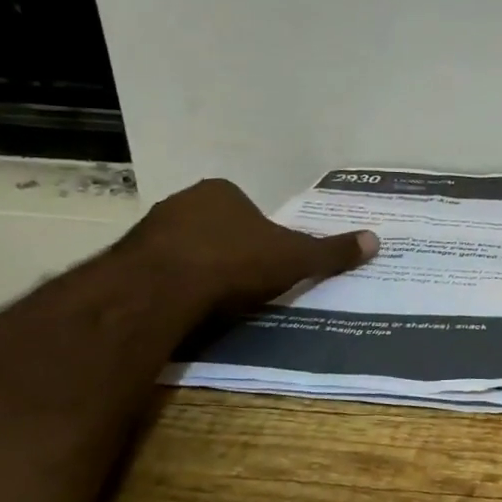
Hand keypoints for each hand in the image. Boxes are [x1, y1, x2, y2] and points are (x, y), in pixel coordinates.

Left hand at [127, 178, 377, 315]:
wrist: (161, 289)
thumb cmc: (235, 263)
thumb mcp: (295, 259)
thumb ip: (331, 251)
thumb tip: (376, 240)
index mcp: (222, 192)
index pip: (247, 210)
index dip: (261, 236)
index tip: (269, 263)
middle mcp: (182, 202)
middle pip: (215, 227)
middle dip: (230, 251)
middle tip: (247, 283)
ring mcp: (149, 230)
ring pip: (185, 249)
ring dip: (200, 269)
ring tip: (217, 302)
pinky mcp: (125, 261)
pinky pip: (160, 273)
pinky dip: (174, 288)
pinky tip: (187, 309)